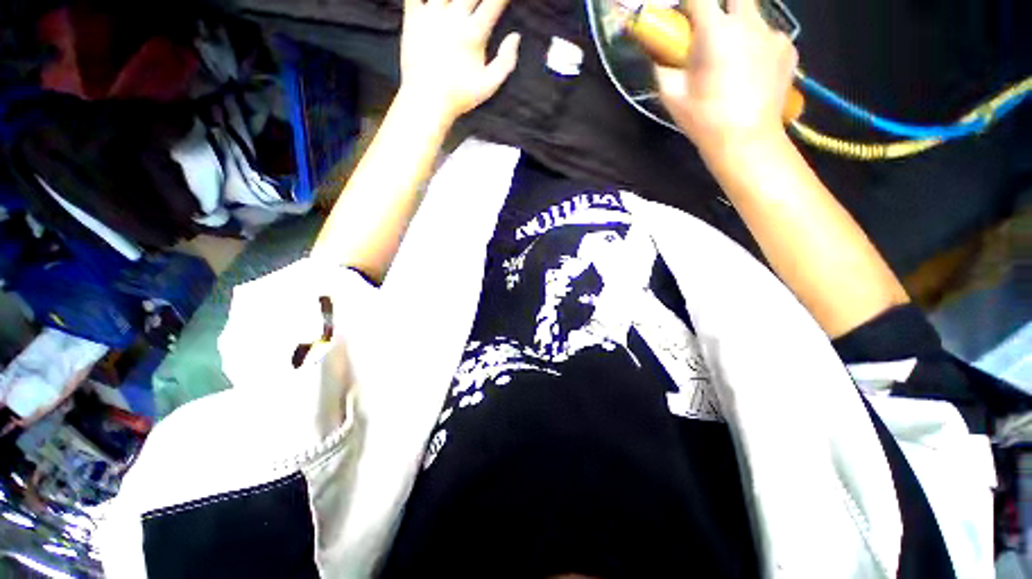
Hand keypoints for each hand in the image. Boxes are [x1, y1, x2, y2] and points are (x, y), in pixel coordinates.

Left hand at [400, 0, 520, 122]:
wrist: (427, 101)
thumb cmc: (460, 97)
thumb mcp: (489, 86)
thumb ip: (506, 62)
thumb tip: (516, 36)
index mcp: (474, 34)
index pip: (494, 3)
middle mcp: (453, 19)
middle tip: (480, 1)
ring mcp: (431, 16)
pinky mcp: (412, 18)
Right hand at [655, 0, 797, 154]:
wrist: (746, 140)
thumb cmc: (704, 119)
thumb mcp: (672, 96)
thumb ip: (663, 67)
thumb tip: (659, 54)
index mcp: (716, 32)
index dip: (689, 3)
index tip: (684, 15)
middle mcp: (748, 23)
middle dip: (720, 6)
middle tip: (711, 29)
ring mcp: (773, 33)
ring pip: (752, 17)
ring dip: (739, 29)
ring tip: (733, 60)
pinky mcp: (788, 48)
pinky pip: (769, 36)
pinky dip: (757, 46)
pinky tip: (751, 71)